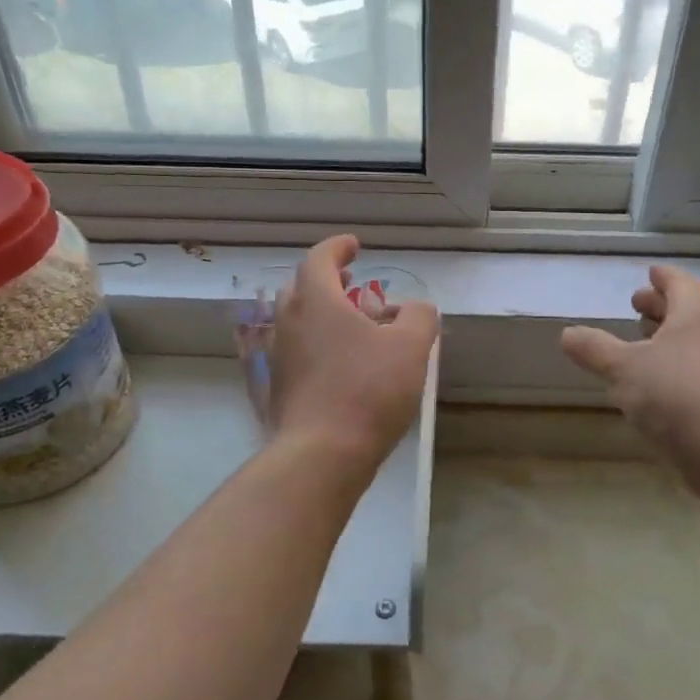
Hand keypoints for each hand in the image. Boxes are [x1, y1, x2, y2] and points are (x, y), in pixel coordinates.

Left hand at [268, 235, 439, 467]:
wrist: (322, 453)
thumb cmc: (368, 390)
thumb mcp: (410, 348)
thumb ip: (419, 317)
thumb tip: (417, 308)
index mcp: (316, 301)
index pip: (319, 259)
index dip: (337, 248)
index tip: (354, 245)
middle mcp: (289, 322)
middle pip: (302, 287)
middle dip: (327, 280)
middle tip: (351, 282)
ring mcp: (280, 356)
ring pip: (298, 321)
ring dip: (323, 313)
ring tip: (353, 323)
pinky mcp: (281, 387)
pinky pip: (298, 350)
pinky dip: (318, 342)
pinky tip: (343, 363)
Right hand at [561, 266, 699, 466]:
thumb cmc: (677, 395)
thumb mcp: (623, 369)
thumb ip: (594, 349)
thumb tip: (568, 334)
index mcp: (695, 314)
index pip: (680, 283)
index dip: (662, 277)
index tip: (650, 272)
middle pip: (688, 311)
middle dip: (661, 307)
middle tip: (636, 305)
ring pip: (693, 342)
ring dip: (667, 338)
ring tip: (640, 343)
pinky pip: (697, 371)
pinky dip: (674, 367)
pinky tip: (654, 385)